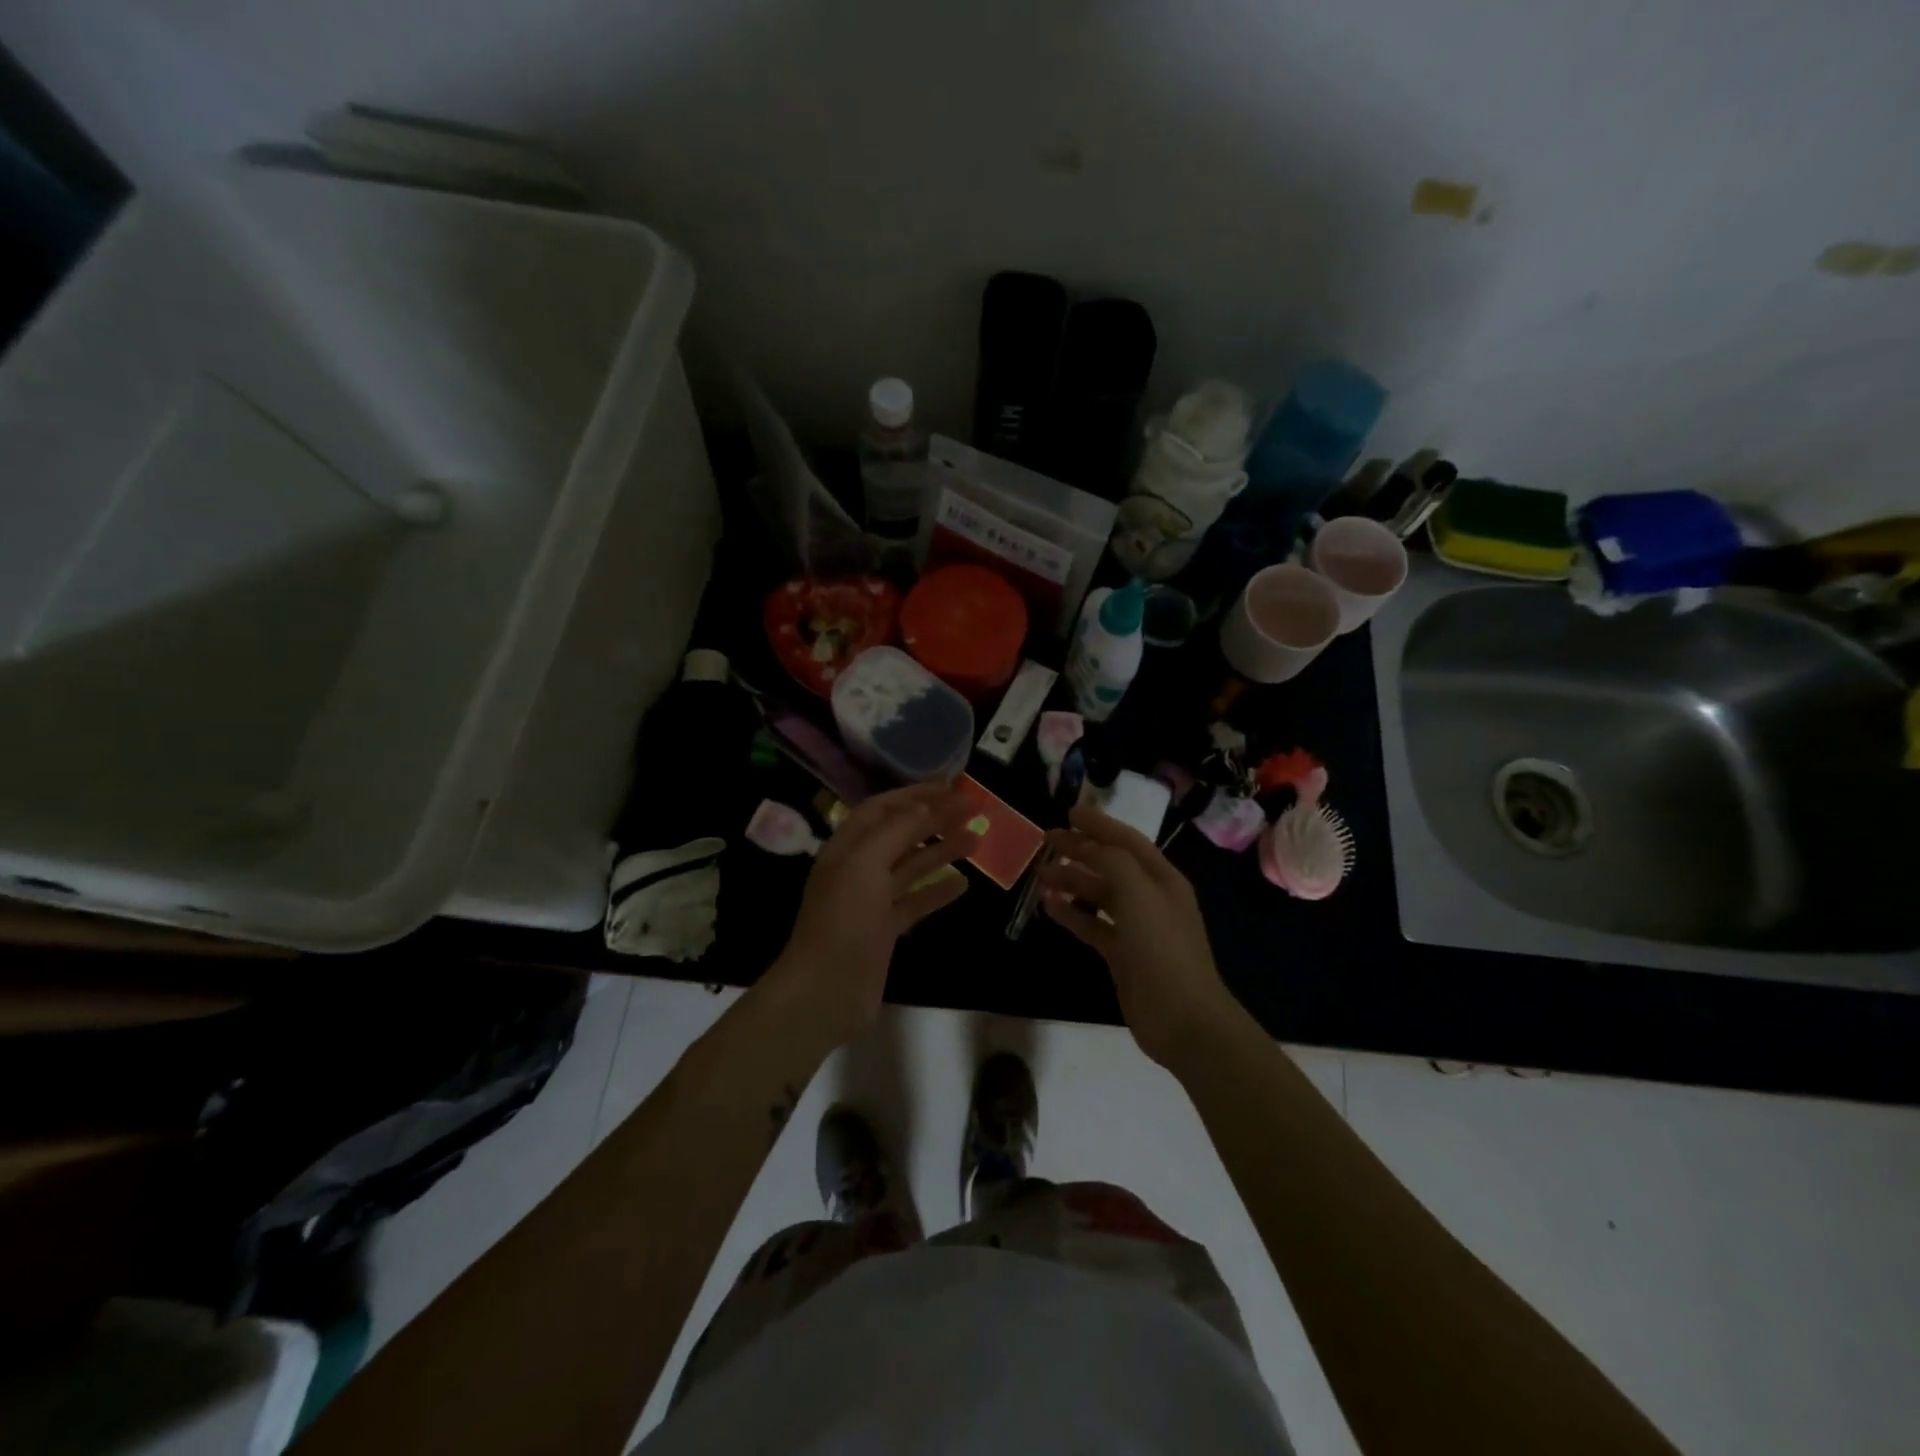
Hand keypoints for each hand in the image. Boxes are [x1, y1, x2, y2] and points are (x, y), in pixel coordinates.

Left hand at [765, 782, 978, 1047]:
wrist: (825, 991)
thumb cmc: (844, 920)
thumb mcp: (866, 864)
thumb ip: (898, 831)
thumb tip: (928, 805)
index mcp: (847, 847)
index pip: (883, 808)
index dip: (916, 794)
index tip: (953, 787)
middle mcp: (859, 868)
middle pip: (901, 834)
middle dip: (935, 819)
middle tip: (973, 810)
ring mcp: (872, 901)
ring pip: (912, 866)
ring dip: (942, 850)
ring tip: (977, 839)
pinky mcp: (885, 930)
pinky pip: (916, 901)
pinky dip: (938, 891)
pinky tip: (964, 884)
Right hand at [1038, 805, 1238, 1069]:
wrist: (1182, 1018)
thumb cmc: (1161, 947)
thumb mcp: (1138, 892)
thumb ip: (1111, 861)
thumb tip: (1085, 845)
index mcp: (1162, 878)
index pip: (1127, 840)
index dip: (1099, 824)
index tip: (1069, 812)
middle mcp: (1151, 897)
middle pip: (1111, 865)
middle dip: (1080, 850)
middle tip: (1046, 841)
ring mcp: (1137, 928)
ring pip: (1099, 894)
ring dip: (1072, 881)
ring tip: (1040, 875)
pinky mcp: (1122, 955)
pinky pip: (1092, 925)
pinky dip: (1072, 914)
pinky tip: (1048, 907)